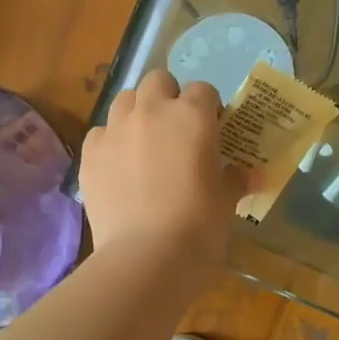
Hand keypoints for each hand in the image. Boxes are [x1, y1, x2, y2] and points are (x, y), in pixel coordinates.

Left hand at [81, 72, 244, 264]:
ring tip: (143, 144)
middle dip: (167, 98)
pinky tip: (118, 167)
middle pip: (157, 81)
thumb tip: (248, 175)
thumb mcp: (226, 201)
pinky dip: (110, 142)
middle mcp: (151, 112)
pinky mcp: (90, 153)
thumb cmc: (199, 227)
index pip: (203, 90)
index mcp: (192, 116)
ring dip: (136, 113)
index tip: (211, 131)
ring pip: (125, 100)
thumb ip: (234, 179)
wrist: (147, 258)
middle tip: (175, 131)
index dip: (208, 108)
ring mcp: (116, 129)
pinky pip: (100, 133)